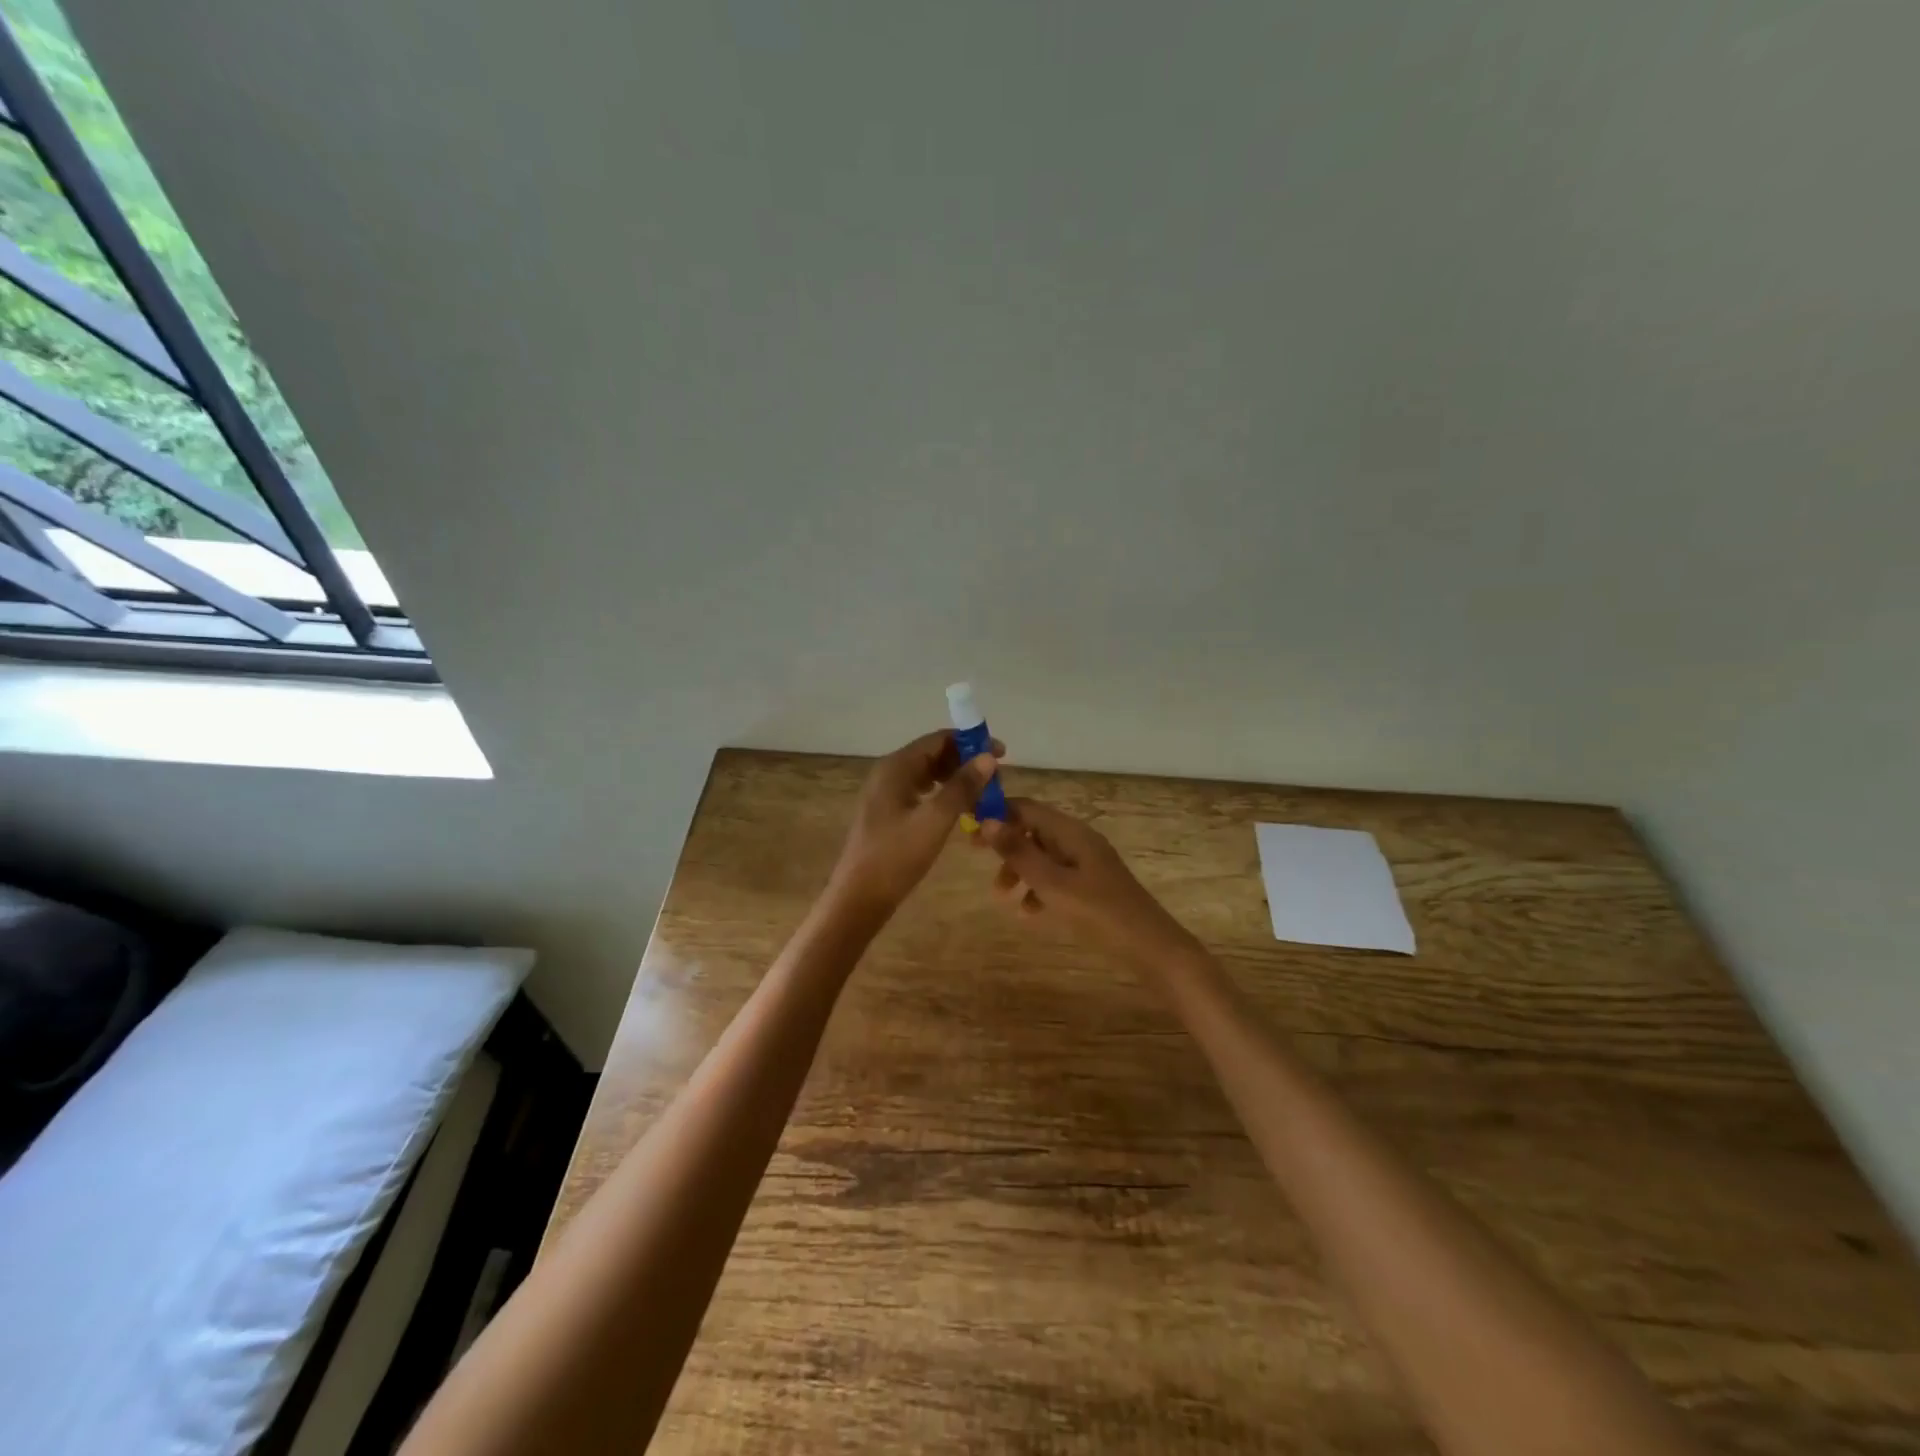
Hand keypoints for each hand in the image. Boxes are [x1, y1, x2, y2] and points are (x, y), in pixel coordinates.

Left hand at [826, 730, 1001, 922]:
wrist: (859, 898)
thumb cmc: (896, 857)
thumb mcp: (935, 820)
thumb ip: (962, 787)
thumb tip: (988, 758)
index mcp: (896, 767)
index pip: (938, 739)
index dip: (971, 742)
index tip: (1002, 754)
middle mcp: (888, 773)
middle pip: (933, 754)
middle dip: (965, 762)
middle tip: (995, 782)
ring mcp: (886, 794)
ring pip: (927, 775)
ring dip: (956, 780)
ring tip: (983, 797)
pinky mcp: (887, 814)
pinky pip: (920, 793)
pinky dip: (942, 795)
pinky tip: (959, 812)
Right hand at [979, 798, 1199, 963]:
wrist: (1151, 948)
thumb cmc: (1099, 913)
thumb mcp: (1053, 884)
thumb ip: (1019, 853)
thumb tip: (988, 821)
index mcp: (1071, 832)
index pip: (1027, 808)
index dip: (997, 813)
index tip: (969, 827)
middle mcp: (1079, 840)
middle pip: (1034, 830)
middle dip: (1005, 843)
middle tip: (976, 857)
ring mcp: (1087, 864)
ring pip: (1043, 856)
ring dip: (1019, 869)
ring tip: (1001, 895)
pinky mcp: (1092, 886)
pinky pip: (1057, 878)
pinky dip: (1038, 889)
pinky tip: (1028, 913)